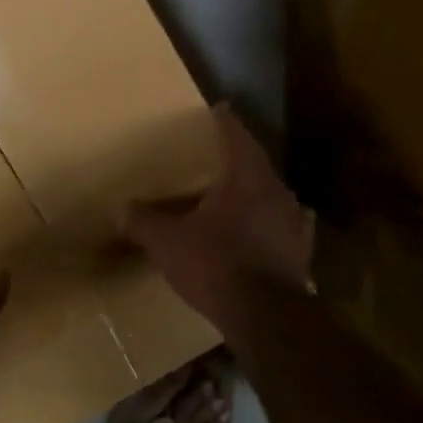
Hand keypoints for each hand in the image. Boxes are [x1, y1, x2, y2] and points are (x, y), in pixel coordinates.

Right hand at [125, 104, 312, 335]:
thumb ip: (144, 221)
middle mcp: (276, 193)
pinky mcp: (300, 252)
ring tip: (242, 189)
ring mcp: (293, 223)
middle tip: (224, 151)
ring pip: (275, 195)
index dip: (226, 122)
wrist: (264, 314)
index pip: (236, 138)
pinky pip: (288, 227)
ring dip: (259, 189)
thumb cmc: (215, 264)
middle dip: (241, 155)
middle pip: (258, 164)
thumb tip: (122, 208)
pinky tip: (275, 227)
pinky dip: (276, 223)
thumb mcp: (167, 241)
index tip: (221, 108)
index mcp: (245, 179)